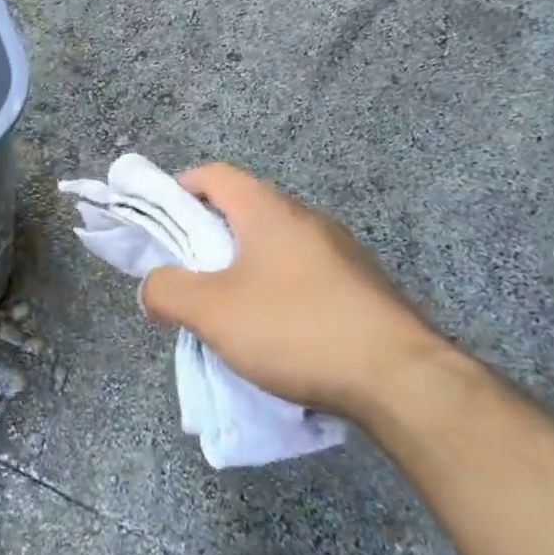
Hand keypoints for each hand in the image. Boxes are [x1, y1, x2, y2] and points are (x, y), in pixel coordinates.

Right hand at [141, 164, 446, 420]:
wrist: (401, 379)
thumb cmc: (296, 329)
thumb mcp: (213, 312)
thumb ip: (168, 291)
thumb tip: (152, 287)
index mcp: (269, 211)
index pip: (215, 175)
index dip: (180, 188)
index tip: (160, 220)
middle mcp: (308, 219)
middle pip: (245, 209)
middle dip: (208, 236)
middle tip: (188, 272)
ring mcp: (342, 252)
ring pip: (276, 244)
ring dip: (244, 265)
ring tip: (228, 308)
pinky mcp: (363, 287)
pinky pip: (305, 273)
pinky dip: (278, 288)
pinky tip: (277, 331)